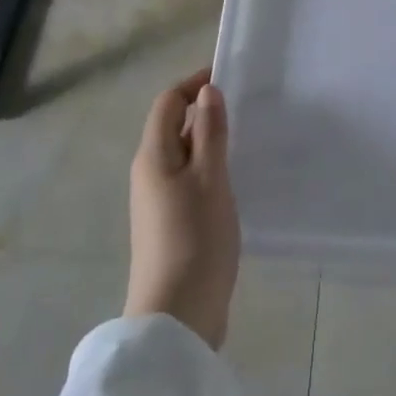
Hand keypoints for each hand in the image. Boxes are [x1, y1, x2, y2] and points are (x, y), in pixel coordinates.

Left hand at [125, 69, 240, 349]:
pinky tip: (235, 181)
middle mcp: (149, 173)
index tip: (229, 78)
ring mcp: (158, 202)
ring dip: (209, 142)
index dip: (194, 84)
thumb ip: (209, 132)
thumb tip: (207, 91)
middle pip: (173, 127)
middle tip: (246, 108)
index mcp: (153, 156)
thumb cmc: (194, 238)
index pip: (168, 102)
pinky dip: (209, 170)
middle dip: (204, 112)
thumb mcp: (210, 177)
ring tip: (246, 140)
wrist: (177, 317)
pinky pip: (189, 181)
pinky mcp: (170, 225)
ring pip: (183, 155)